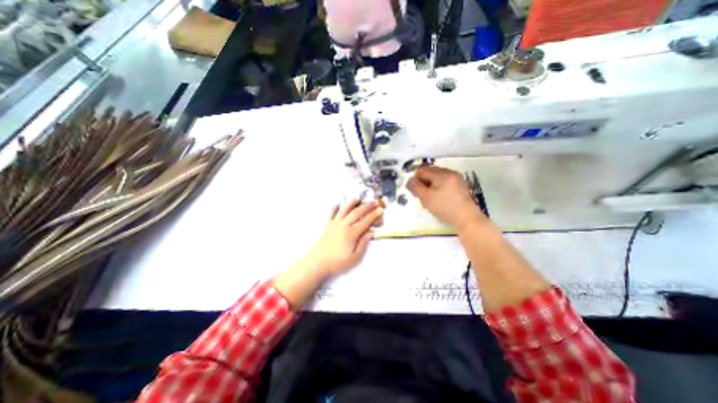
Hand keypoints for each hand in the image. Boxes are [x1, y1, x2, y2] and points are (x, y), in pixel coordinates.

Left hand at [270, 200, 380, 308]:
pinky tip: (338, 204)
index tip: (381, 209)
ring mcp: (335, 224)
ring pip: (345, 209)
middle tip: (374, 201)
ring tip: (358, 198)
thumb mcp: (355, 258)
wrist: (318, 263)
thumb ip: (363, 244)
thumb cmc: (338, 262)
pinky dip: (335, 207)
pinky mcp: (327, 225)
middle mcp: (344, 225)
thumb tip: (371, 233)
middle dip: (367, 206)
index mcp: (352, 233)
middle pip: (357, 212)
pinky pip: (332, 213)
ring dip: (352, 203)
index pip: (366, 221)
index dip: (374, 215)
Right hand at [407, 166, 484, 228]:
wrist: (467, 219)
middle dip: (423, 183)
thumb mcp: (426, 198)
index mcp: (442, 173)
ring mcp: (456, 178)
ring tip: (431, 199)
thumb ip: (415, 187)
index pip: (422, 170)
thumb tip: (410, 180)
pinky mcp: (460, 185)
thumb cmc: (445, 208)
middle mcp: (450, 172)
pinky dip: (438, 187)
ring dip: (430, 185)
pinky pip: (444, 182)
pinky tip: (439, 198)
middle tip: (422, 196)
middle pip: (429, 172)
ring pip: (436, 177)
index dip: (416, 180)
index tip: (416, 193)